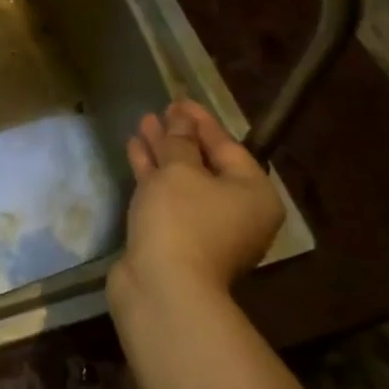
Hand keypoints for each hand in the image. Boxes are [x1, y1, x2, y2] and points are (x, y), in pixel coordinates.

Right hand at [115, 99, 284, 297]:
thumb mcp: (180, 169)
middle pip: (207, 163)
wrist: (164, 288)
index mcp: (253, 193)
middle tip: (160, 112)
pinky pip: (169, 197)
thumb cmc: (182, 219)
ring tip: (142, 125)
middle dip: (180, 137)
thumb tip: (180, 119)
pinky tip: (135, 151)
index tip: (178, 100)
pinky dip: (153, 175)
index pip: (227, 146)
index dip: (200, 120)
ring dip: (163, 153)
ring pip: (184, 180)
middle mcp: (237, 212)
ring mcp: (207, 229)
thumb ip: (178, 141)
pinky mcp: (178, 239)